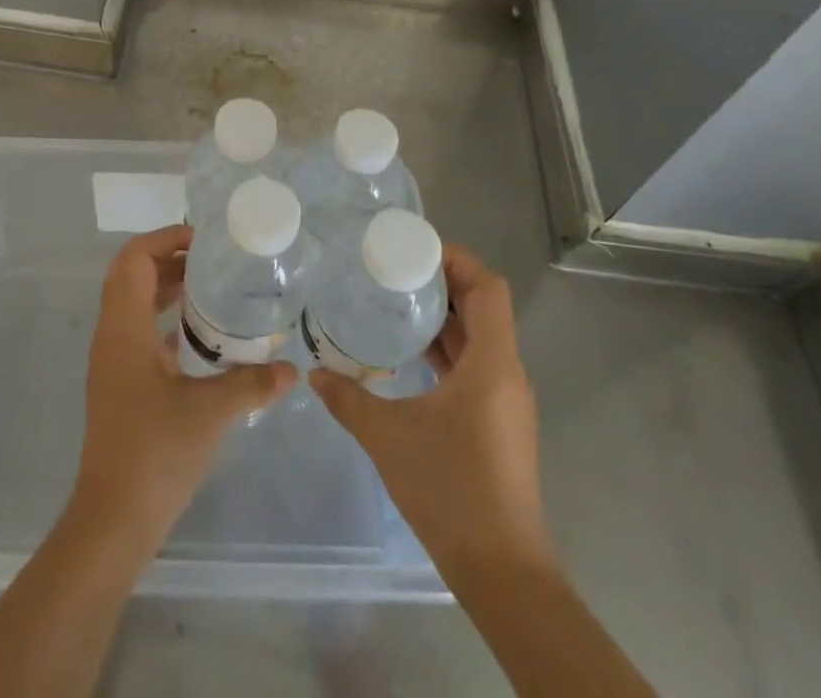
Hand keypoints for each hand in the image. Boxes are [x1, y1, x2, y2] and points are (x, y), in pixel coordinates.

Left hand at [71, 225, 295, 550]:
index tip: (202, 240)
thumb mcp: (210, 413)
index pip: (133, 259)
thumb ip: (251, 384)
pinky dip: (162, 316)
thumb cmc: (156, 453)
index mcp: (124, 328)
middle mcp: (111, 334)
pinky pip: (137, 328)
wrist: (114, 518)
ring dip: (164, 286)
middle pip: (130, 274)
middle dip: (167, 258)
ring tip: (208, 287)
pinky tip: (197, 333)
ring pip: (132, 301)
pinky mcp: (118, 381)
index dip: (164, 239)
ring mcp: (111, 359)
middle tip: (211, 260)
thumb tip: (293, 369)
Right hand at [311, 246, 553, 580]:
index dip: (457, 260)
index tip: (414, 248)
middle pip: (484, 307)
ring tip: (396, 302)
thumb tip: (314, 373)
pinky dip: (447, 349)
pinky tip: (410, 356)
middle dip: (443, 282)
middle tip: (394, 268)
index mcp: (492, 365)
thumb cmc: (450, 490)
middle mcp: (506, 374)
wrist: (502, 572)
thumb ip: (348, 398)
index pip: (488, 289)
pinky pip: (476, 365)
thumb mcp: (388, 437)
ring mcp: (506, 401)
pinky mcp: (499, 423)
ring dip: (444, 317)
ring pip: (480, 338)